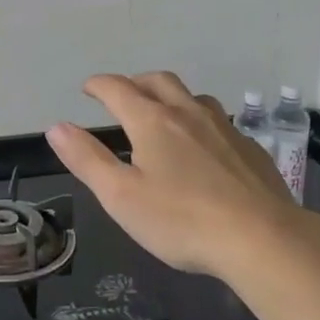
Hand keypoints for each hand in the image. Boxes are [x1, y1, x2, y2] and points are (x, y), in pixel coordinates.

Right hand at [47, 72, 298, 279]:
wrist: (262, 238)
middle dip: (135, 82)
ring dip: (171, 97)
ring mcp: (224, 127)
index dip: (98, 85)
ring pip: (193, 97)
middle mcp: (187, 113)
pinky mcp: (249, 148)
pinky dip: (200, 122)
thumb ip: (87, 159)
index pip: (118, 89)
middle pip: (158, 81)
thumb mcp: (121, 196)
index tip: (88, 88)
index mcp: (152, 121)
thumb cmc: (182, 220)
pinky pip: (219, 122)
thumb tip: (57, 127)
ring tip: (163, 115)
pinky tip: (204, 147)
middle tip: (123, 95)